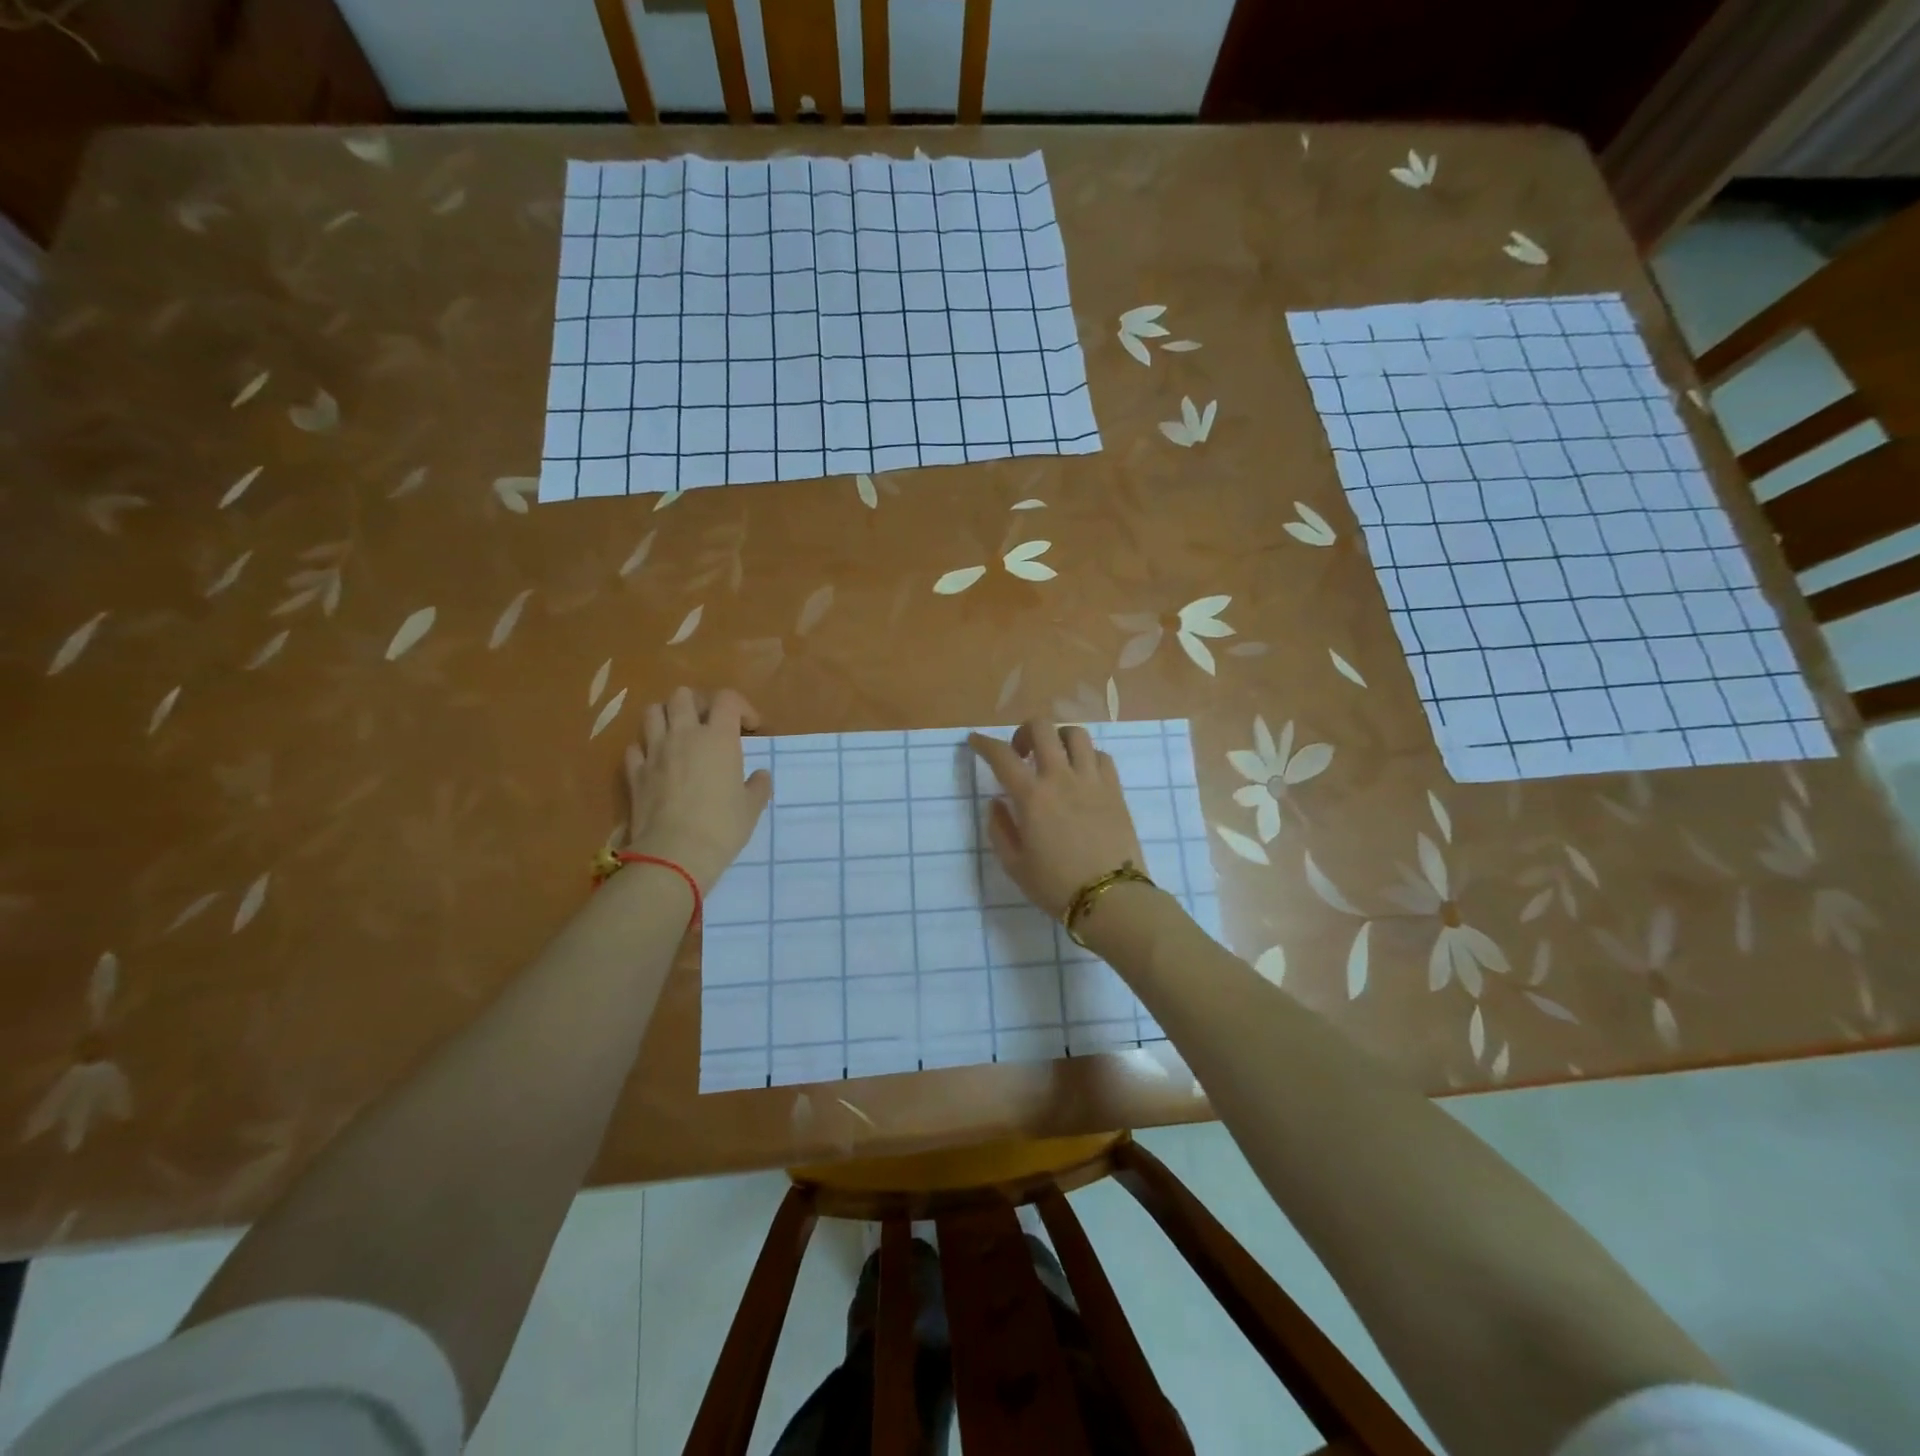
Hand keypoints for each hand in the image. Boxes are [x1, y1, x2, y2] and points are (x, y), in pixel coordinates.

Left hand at [623, 687, 771, 891]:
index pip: (727, 699)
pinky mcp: (634, 773)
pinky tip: (656, 762)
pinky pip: (635, 748)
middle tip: (709, 724)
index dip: (741, 707)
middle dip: (698, 704)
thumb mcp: (752, 808)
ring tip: (678, 735)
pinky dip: (645, 749)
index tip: (750, 728)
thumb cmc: (722, 827)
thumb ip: (757, 786)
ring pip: (652, 713)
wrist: (675, 853)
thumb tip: (760, 776)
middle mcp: (684, 735)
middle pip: (683, 695)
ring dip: (666, 717)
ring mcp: (655, 752)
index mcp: (718, 737)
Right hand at [968, 718, 1145, 919]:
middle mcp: (1061, 778)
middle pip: (1042, 728)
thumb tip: (996, 802)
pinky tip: (1081, 773)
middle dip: (1024, 732)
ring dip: (1058, 738)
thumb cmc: (1056, 885)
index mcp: (1031, 796)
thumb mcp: (1014, 864)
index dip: (984, 743)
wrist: (1110, 897)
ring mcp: (1092, 780)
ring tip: (1054, 758)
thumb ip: (1000, 829)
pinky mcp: (1115, 789)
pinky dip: (1086, 756)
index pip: (1001, 756)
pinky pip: (1101, 755)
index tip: (975, 741)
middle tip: (1020, 753)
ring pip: (1075, 734)